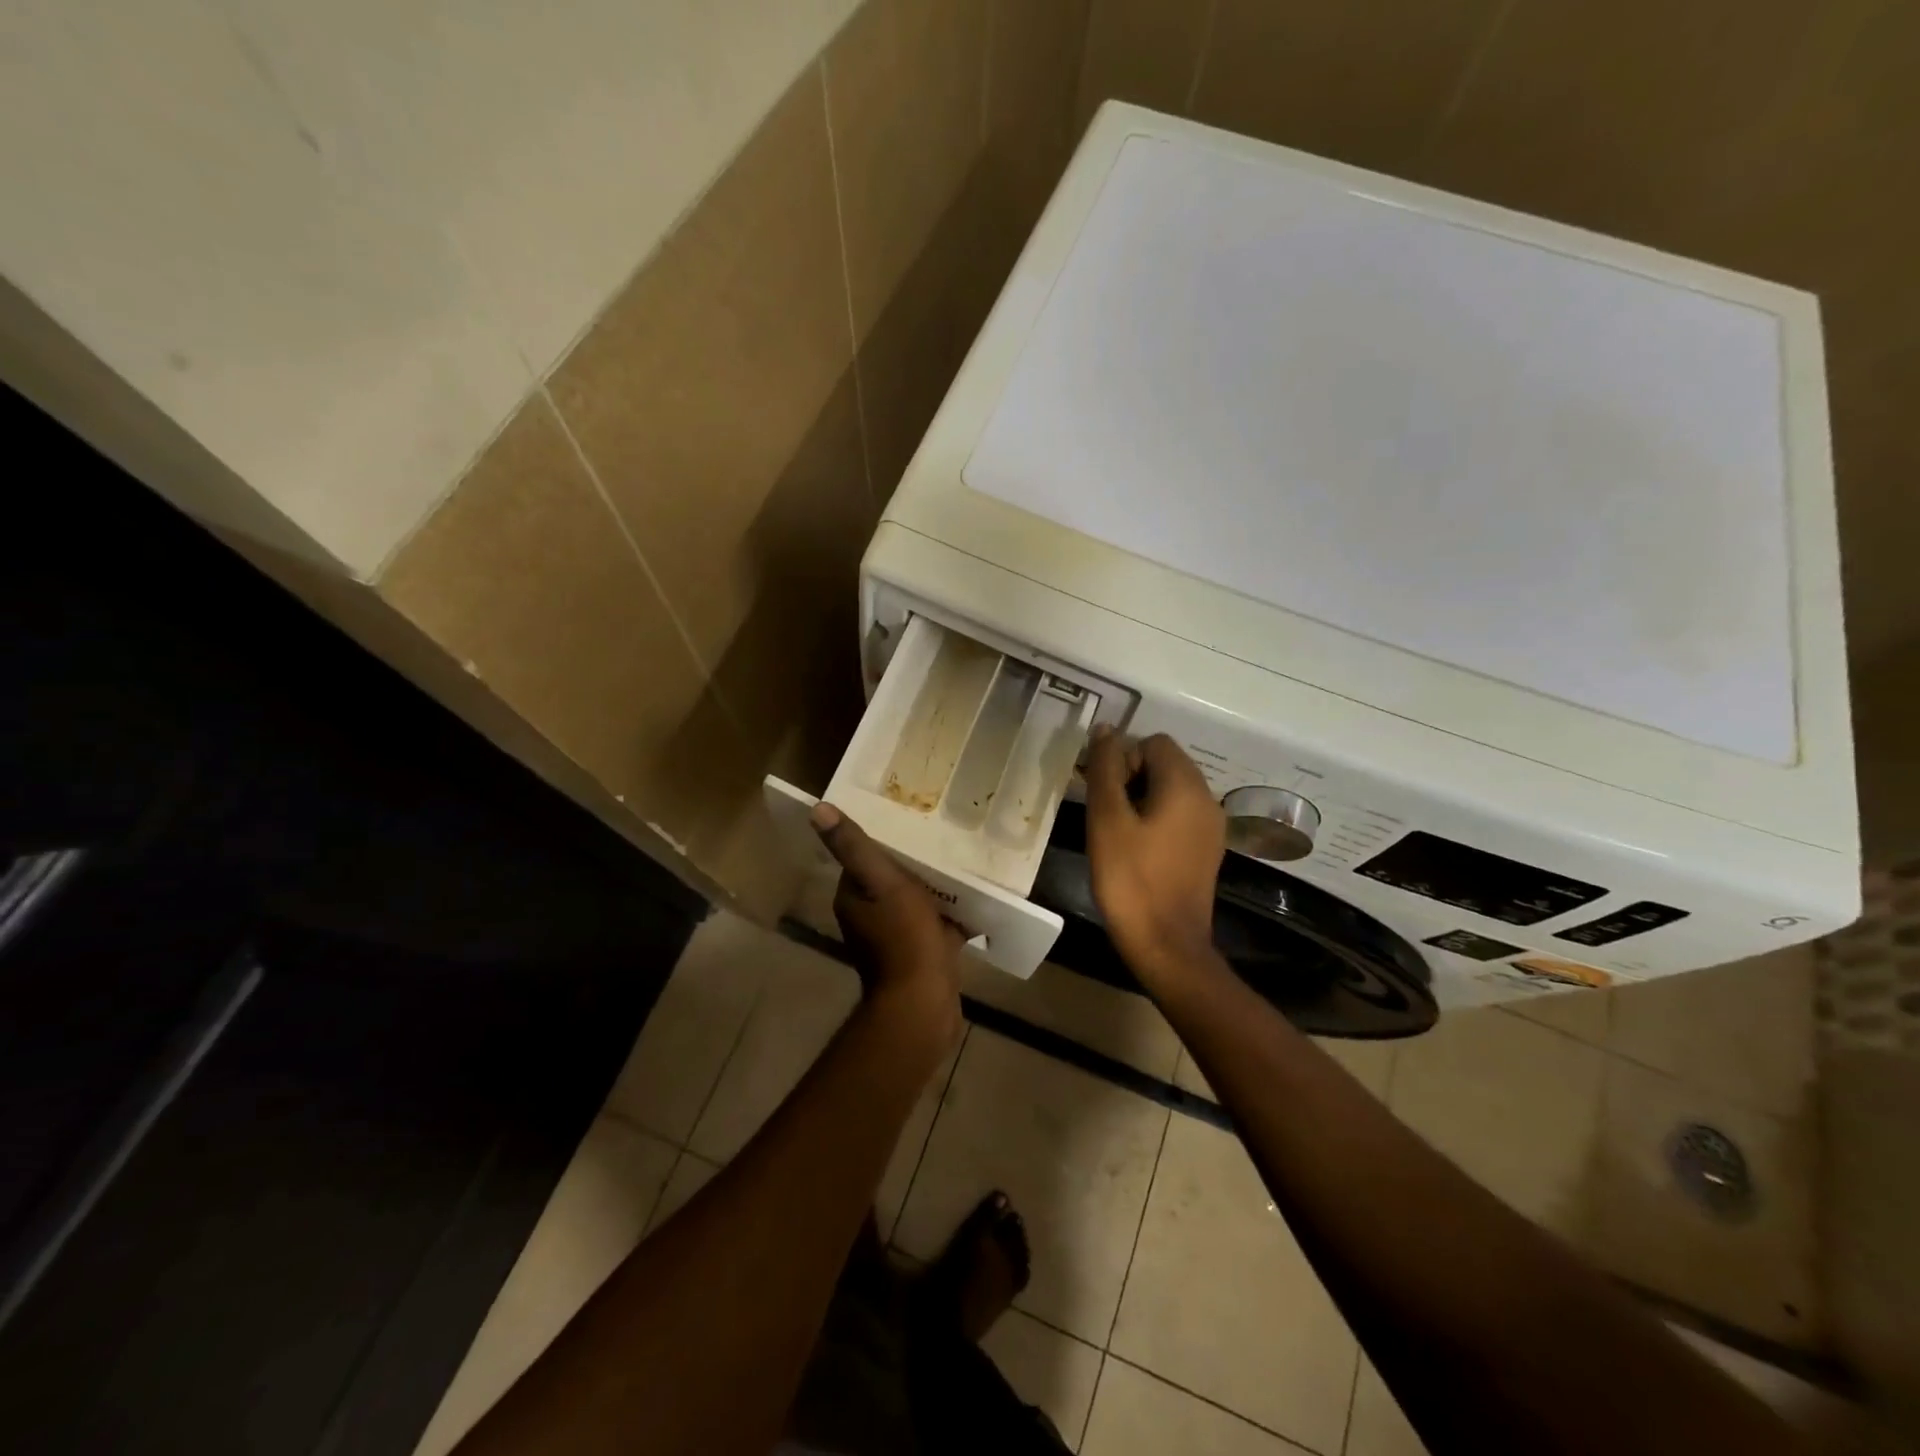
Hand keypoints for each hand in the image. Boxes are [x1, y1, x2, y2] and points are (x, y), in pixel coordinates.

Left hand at [811, 802, 964, 1036]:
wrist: (924, 1005)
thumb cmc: (903, 938)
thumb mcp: (882, 883)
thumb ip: (854, 847)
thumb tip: (817, 809)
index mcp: (853, 898)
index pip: (864, 858)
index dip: (885, 840)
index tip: (910, 821)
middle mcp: (868, 918)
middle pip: (892, 879)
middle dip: (914, 862)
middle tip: (943, 839)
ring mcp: (895, 940)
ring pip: (916, 902)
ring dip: (934, 888)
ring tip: (962, 863)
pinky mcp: (922, 956)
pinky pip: (936, 926)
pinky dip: (951, 916)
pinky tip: (975, 902)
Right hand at [1082, 728, 1225, 990]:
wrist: (1166, 945)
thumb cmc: (1131, 879)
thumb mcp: (1107, 819)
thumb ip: (1105, 769)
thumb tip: (1105, 729)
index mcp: (1186, 786)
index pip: (1154, 743)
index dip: (1122, 758)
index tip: (1102, 791)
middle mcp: (1206, 799)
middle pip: (1165, 764)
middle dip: (1130, 776)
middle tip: (1102, 810)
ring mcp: (1211, 827)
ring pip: (1170, 791)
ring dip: (1140, 799)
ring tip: (1114, 831)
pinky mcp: (1206, 850)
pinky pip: (1179, 816)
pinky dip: (1155, 819)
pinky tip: (1135, 849)